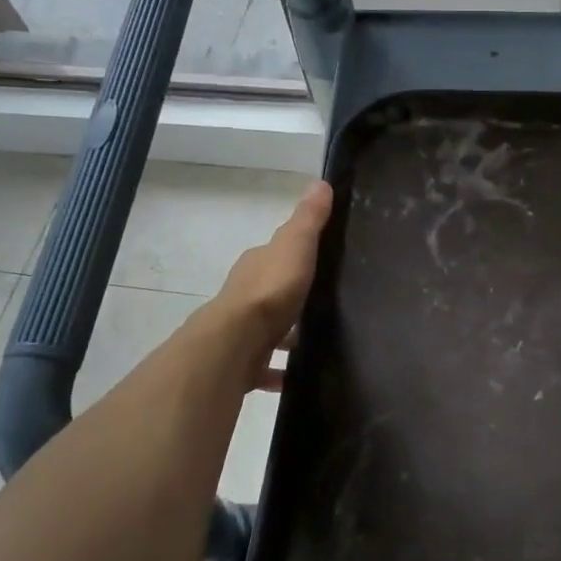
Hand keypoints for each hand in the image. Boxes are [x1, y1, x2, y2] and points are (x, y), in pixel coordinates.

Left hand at [208, 180, 332, 392]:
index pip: (275, 256)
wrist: (235, 342)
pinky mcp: (243, 363)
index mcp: (256, 266)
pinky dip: (280, 372)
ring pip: (269, 332)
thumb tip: (320, 182)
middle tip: (325, 309)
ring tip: (319, 344)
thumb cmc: (270, 289)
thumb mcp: (296, 245)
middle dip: (292, 301)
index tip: (319, 264)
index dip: (294, 257)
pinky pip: (266, 367)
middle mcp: (244, 296)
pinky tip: (299, 377)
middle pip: (271, 294)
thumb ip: (309, 219)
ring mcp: (242, 331)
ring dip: (287, 338)